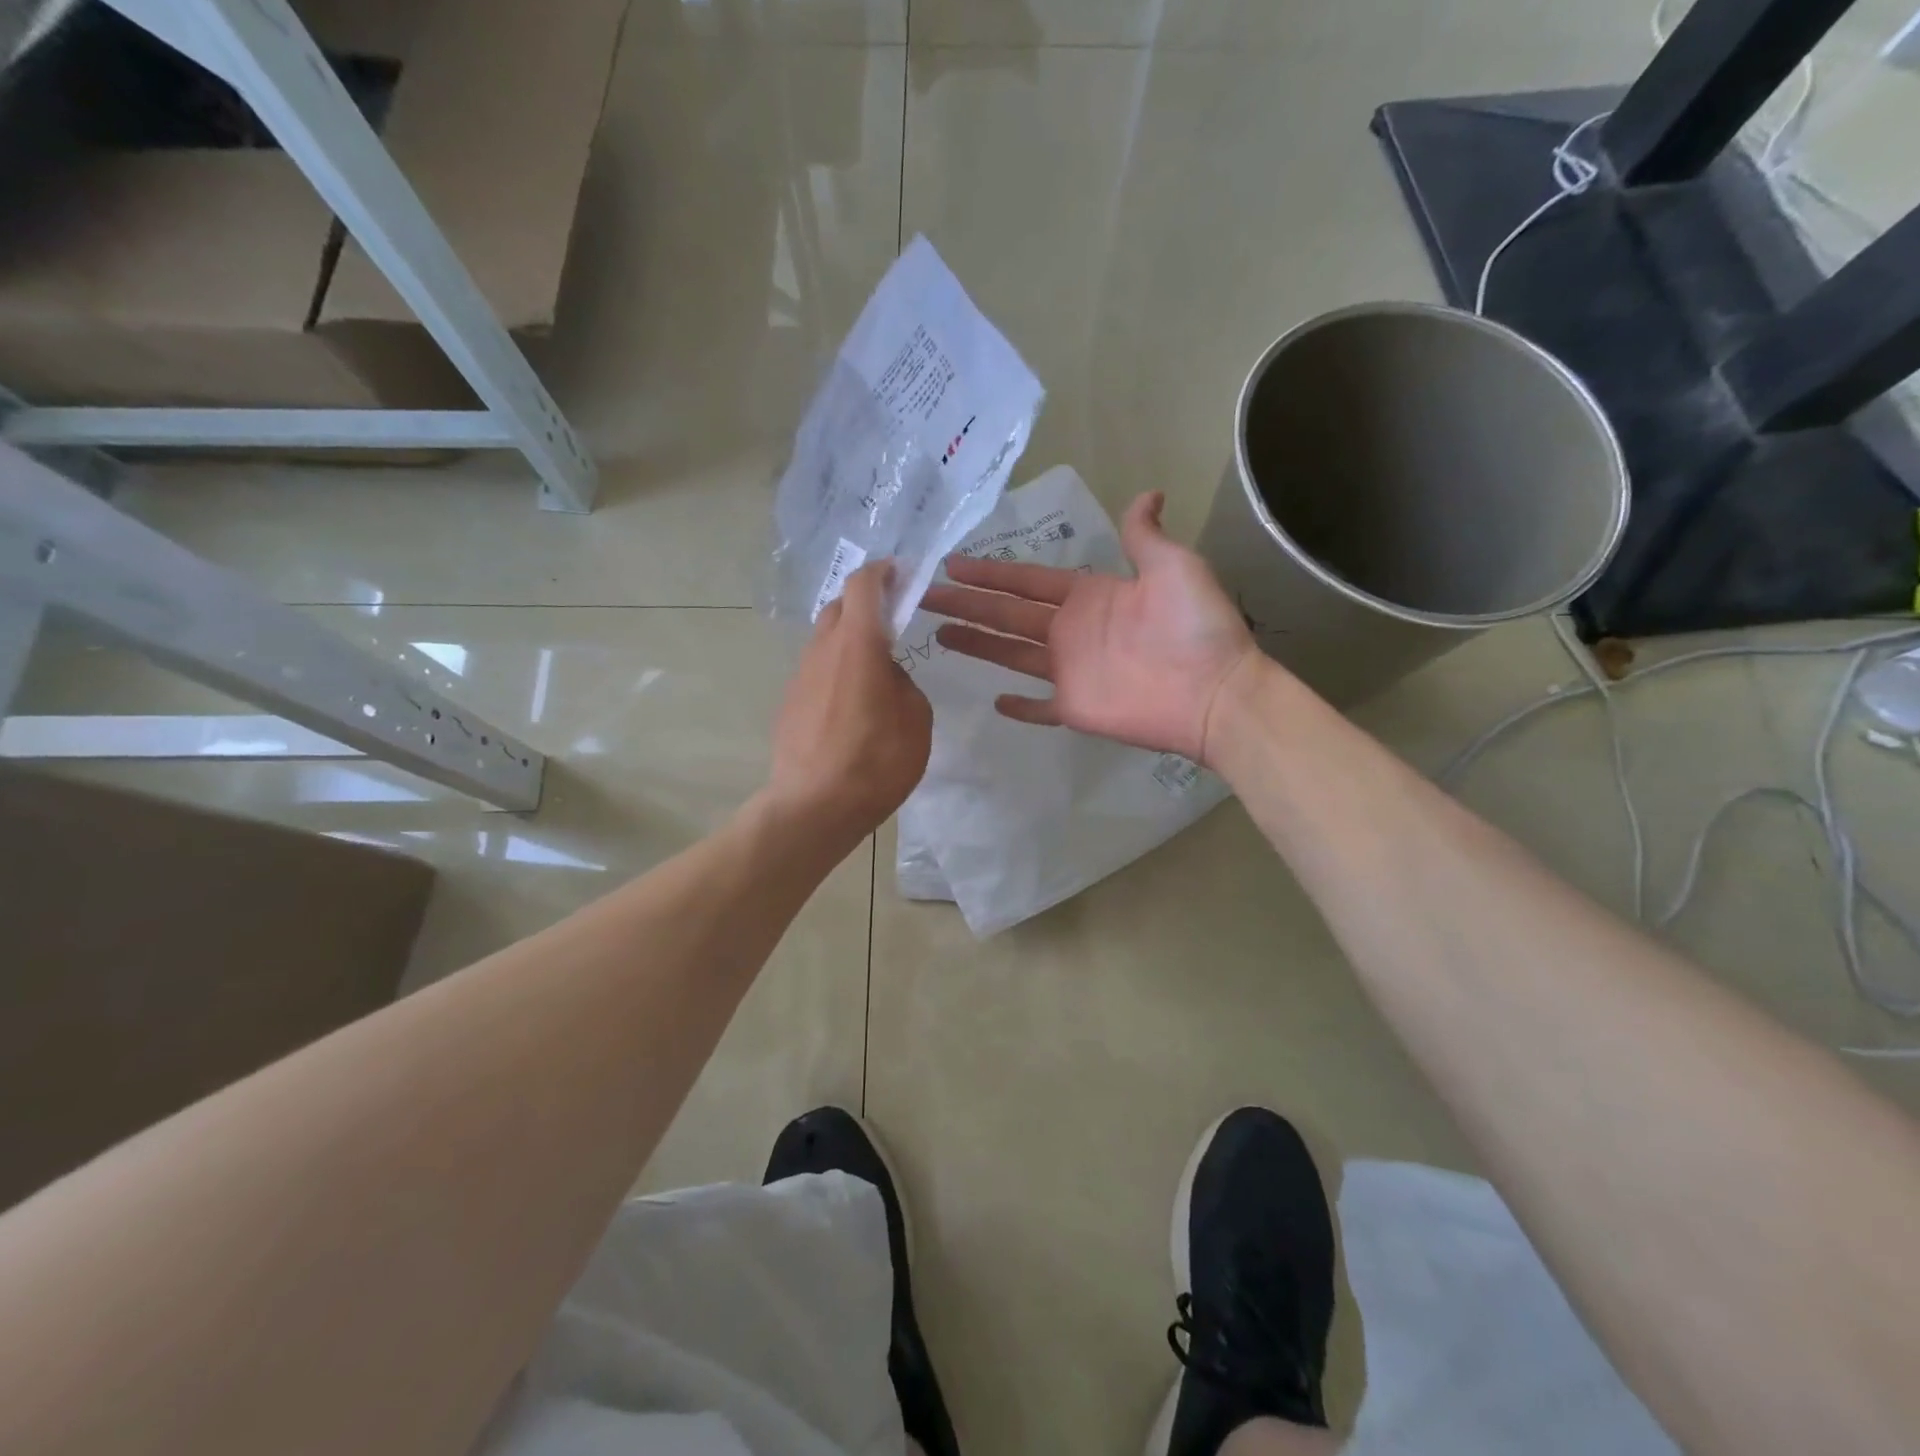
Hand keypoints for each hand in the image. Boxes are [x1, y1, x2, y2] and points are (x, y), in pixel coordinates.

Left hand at [766, 560, 932, 847]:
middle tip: (892, 619)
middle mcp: (823, 651)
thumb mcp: (916, 722)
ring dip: (849, 638)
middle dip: (865, 602)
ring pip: (825, 639)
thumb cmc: (874, 764)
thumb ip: (904, 685)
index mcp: (859, 646)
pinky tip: (851, 702)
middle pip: (840, 607)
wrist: (813, 807)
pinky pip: (816, 669)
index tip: (900, 573)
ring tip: (874, 667)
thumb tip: (887, 677)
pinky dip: (835, 668)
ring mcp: (800, 675)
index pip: (863, 585)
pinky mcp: (789, 701)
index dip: (882, 571)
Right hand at [921, 492, 1261, 765]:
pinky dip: (1019, 708)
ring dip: (976, 644)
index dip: (990, 571)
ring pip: (1010, 655)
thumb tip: (1148, 493)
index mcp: (1087, 596)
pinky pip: (1039, 708)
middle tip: (924, 595)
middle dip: (966, 603)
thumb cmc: (1194, 627)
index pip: (1026, 581)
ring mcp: (1069, 672)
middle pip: (1006, 614)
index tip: (953, 563)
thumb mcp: (1173, 566)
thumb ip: (1144, 536)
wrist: (1215, 692)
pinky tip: (993, 701)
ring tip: (938, 635)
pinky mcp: (1074, 708)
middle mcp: (1070, 631)